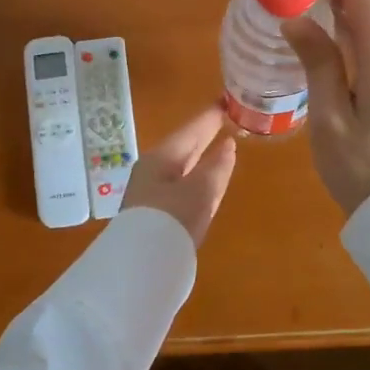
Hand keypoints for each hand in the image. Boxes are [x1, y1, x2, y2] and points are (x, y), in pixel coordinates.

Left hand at [119, 105, 237, 246]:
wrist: (142, 267)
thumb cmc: (171, 219)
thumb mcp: (200, 191)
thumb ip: (216, 168)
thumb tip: (228, 146)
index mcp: (160, 159)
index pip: (190, 131)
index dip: (209, 117)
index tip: (225, 102)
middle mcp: (153, 172)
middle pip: (183, 148)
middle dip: (204, 136)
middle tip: (225, 120)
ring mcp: (154, 195)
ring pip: (183, 169)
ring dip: (201, 158)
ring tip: (221, 146)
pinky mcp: (158, 216)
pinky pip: (182, 187)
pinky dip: (198, 178)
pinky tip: (208, 181)